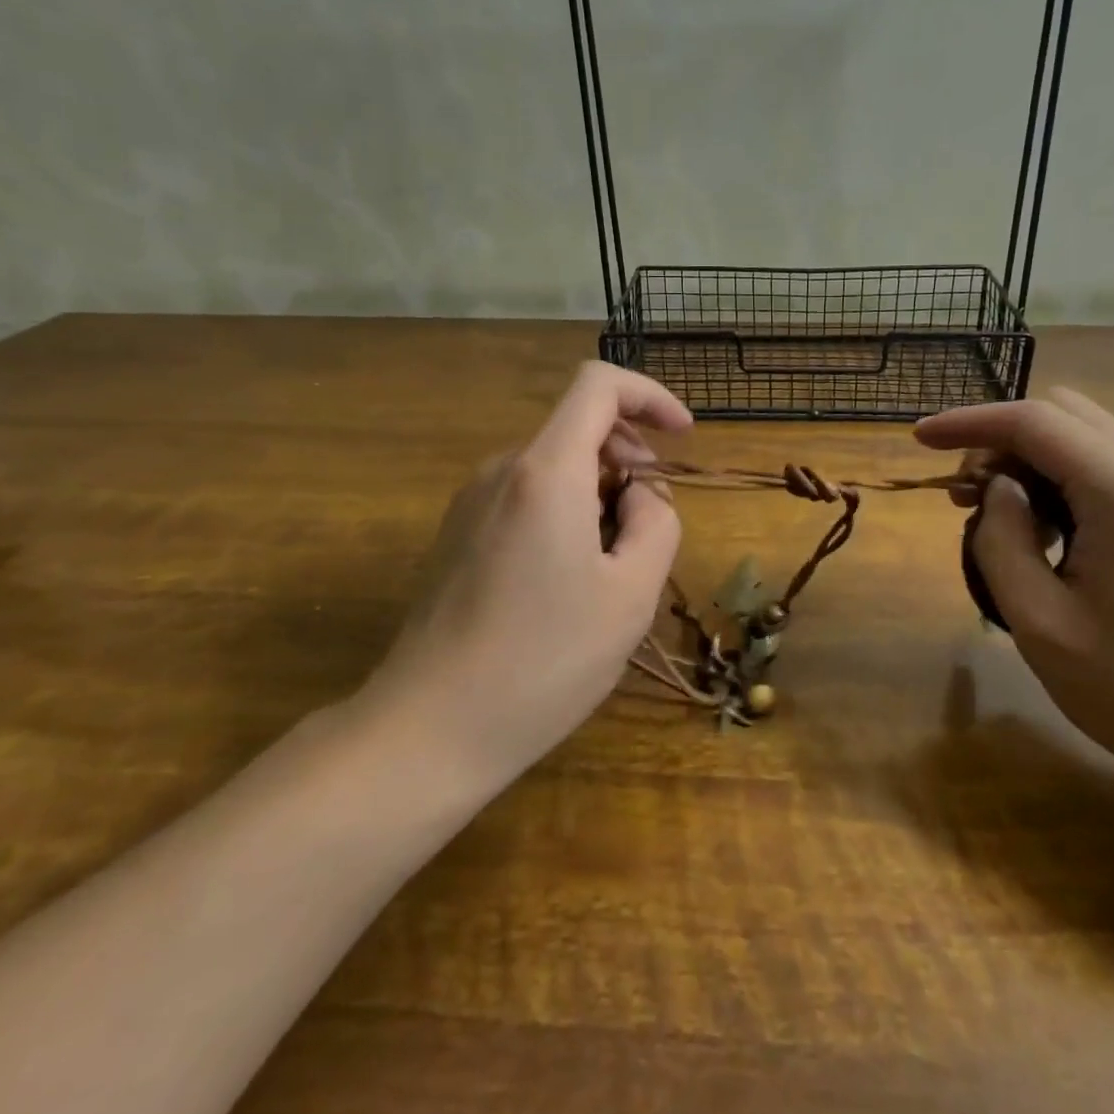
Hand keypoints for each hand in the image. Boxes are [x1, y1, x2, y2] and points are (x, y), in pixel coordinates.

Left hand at [349, 363, 691, 794]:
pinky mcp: (457, 534)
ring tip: (611, 568)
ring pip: (555, 467)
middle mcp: (502, 471)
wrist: (430, 729)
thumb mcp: (632, 593)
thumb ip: (656, 522)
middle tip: (650, 527)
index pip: (598, 384)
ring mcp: (471, 502)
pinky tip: (568, 582)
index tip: (682, 436)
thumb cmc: (544, 660)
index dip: (649, 396)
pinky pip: (526, 498)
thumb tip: (637, 494)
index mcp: (547, 471)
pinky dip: (566, 512)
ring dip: (599, 493)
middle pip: (578, 429)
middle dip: (629, 460)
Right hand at [917, 389, 1113, 796]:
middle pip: (1062, 414)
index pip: (1031, 420)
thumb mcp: (1043, 623)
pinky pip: (1111, 472)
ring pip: (1087, 441)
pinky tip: (1050, 540)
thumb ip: (1002, 541)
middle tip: (965, 498)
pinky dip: (1064, 484)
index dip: (967, 422)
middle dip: (1001, 440)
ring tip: (1000, 523)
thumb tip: (998, 493)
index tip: (918, 440)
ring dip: (1032, 463)